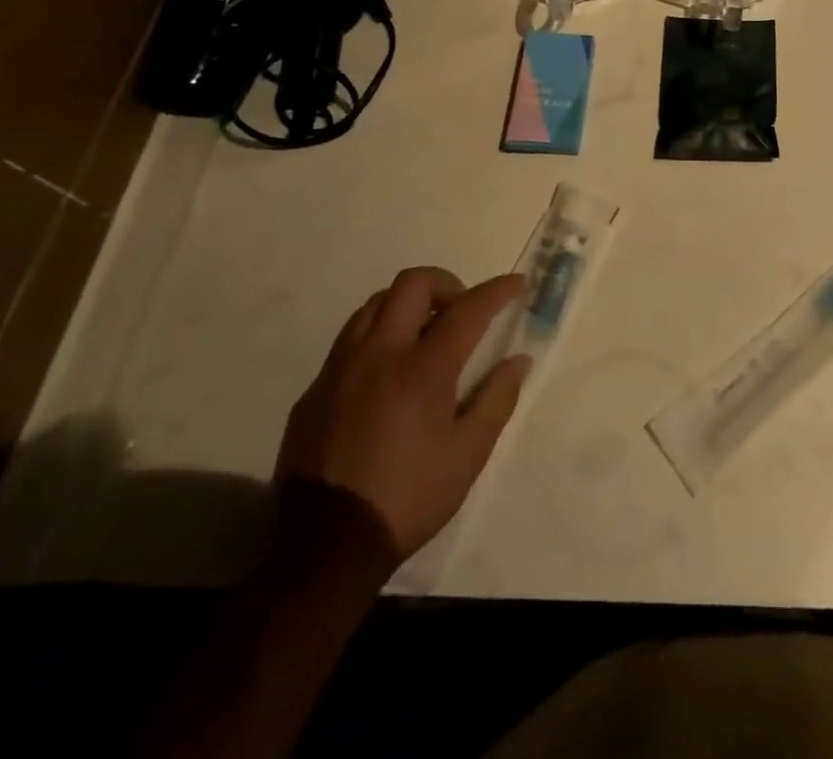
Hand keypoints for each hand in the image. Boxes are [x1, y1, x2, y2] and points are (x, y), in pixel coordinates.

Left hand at [277, 268, 529, 569]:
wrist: (324, 548)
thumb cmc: (408, 498)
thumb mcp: (468, 455)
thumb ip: (497, 399)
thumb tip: (518, 360)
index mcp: (423, 369)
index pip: (468, 308)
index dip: (497, 290)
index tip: (516, 283)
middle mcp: (380, 354)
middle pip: (412, 283)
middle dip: (446, 283)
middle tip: (461, 311)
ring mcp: (341, 368)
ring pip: (375, 304)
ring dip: (407, 305)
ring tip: (423, 335)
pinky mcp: (315, 390)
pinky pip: (350, 340)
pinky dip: (377, 337)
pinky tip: (386, 374)